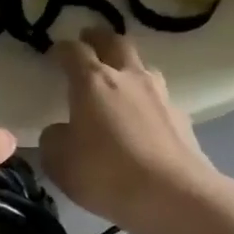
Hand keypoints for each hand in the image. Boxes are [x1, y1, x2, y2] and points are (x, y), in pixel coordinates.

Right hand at [39, 28, 223, 233]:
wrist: (171, 195)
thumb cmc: (105, 174)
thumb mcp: (60, 162)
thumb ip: (54, 139)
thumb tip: (61, 131)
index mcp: (92, 82)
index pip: (73, 52)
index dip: (61, 49)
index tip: (53, 53)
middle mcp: (128, 78)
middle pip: (115, 43)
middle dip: (98, 38)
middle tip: (88, 40)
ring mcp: (159, 94)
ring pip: (141, 67)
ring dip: (126, 66)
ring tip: (117, 79)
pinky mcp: (180, 116)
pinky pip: (157, 97)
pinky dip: (144, 99)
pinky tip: (140, 117)